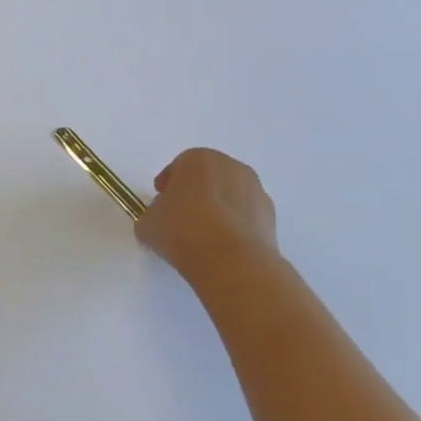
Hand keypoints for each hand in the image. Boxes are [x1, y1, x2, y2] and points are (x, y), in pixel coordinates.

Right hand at [133, 148, 279, 284]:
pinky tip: (223, 248)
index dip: (167, 185)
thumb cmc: (183, 230)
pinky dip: (235, 227)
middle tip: (182, 218)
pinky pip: (246, 217)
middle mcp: (231, 167)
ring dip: (218, 210)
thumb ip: (152, 215)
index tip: (160, 204)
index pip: (178, 167)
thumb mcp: (148, 223)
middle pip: (207, 178)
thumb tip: (160, 220)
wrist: (232, 262)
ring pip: (230, 196)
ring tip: (204, 237)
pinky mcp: (272, 218)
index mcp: (198, 159)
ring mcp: (256, 191)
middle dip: (195, 194)